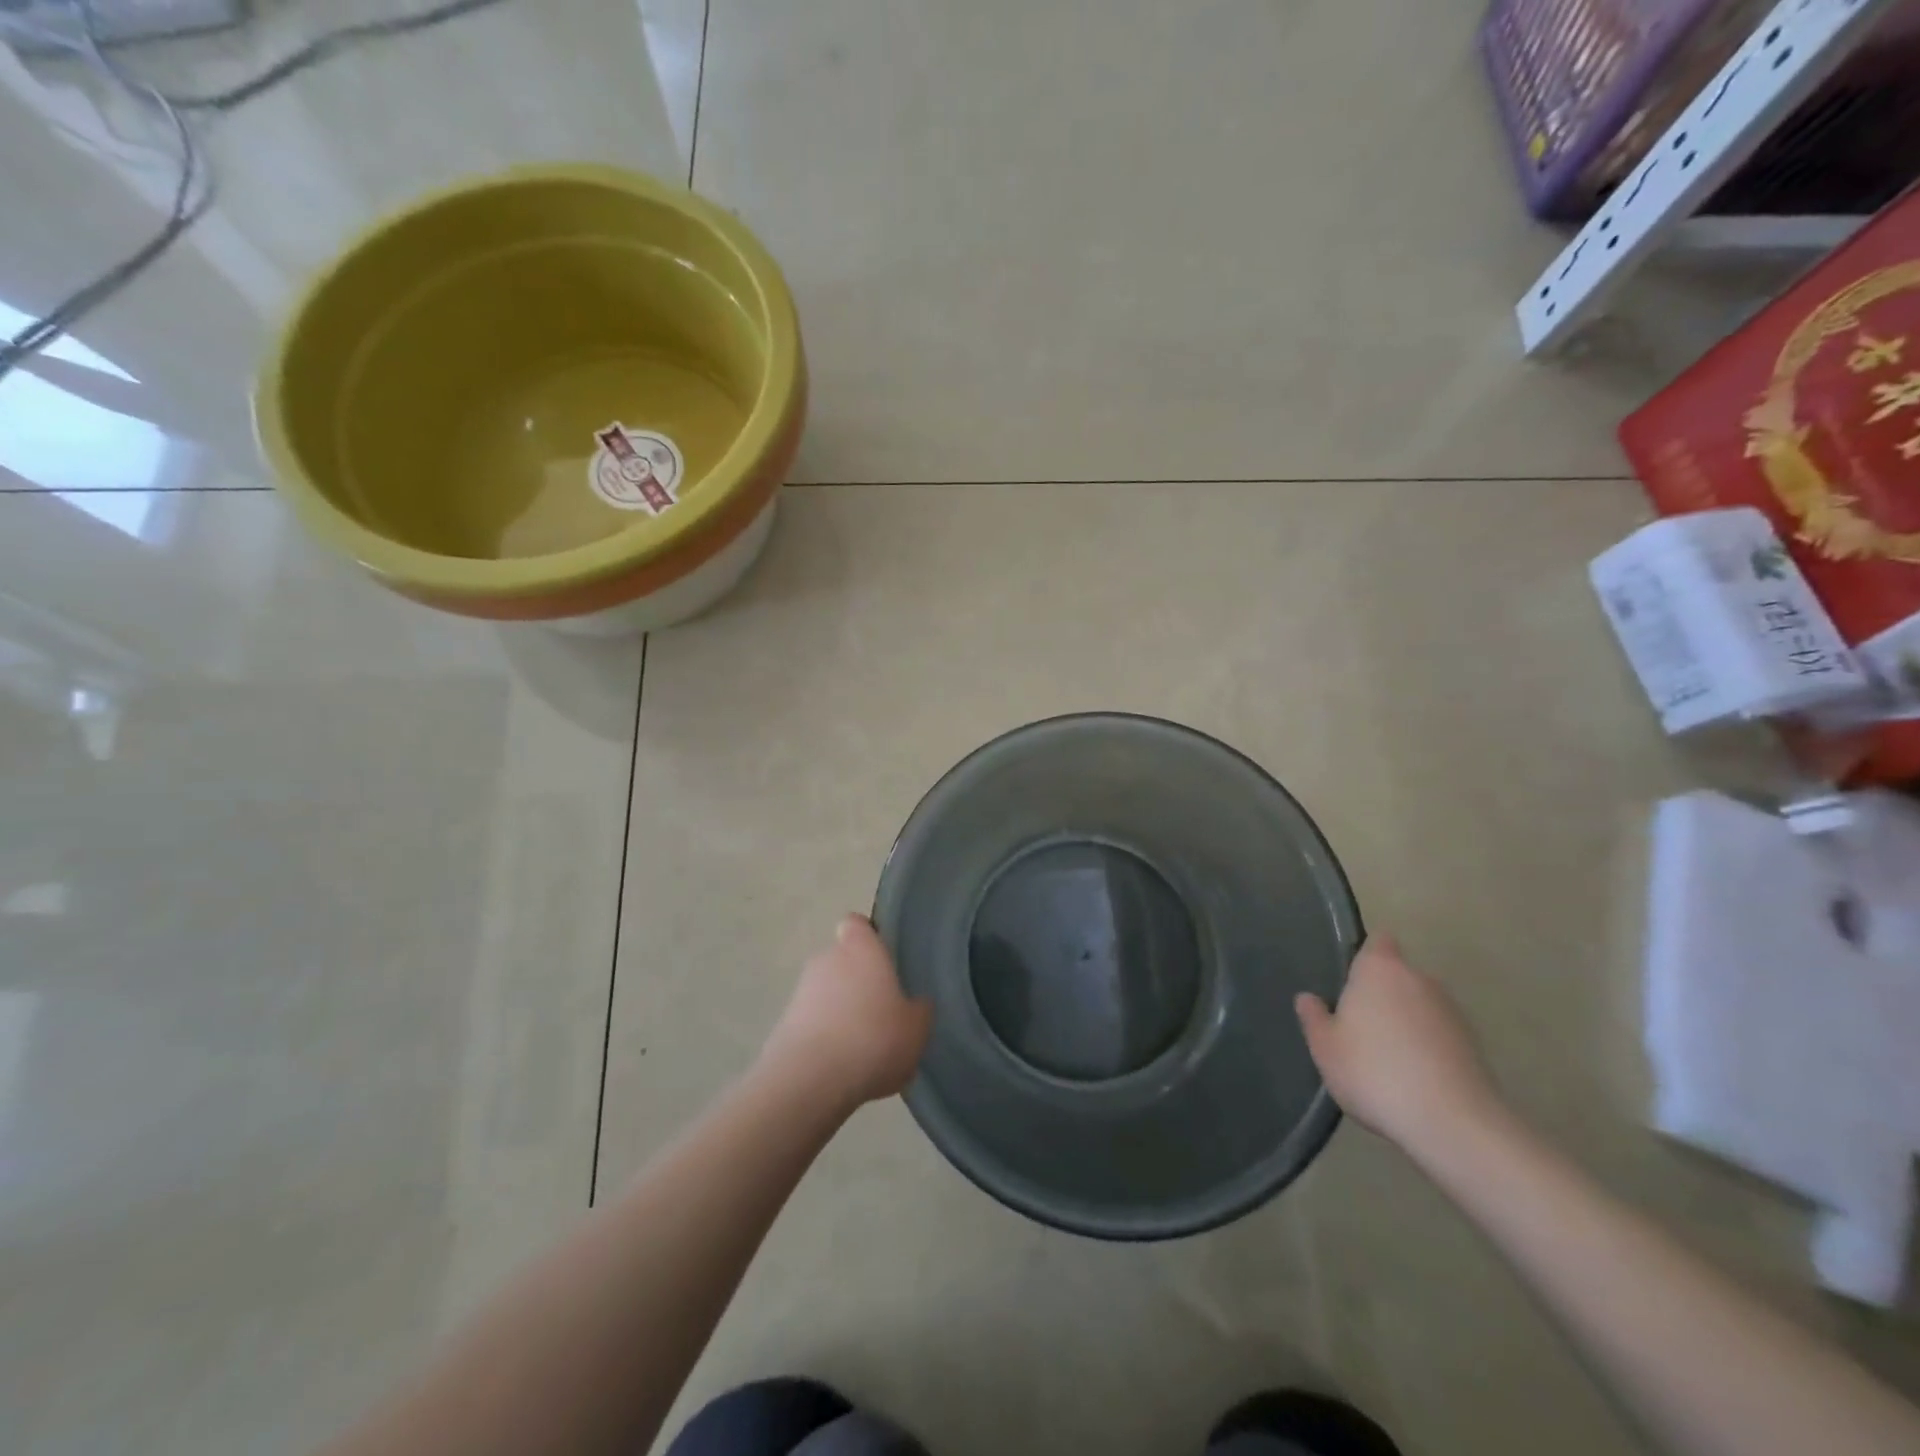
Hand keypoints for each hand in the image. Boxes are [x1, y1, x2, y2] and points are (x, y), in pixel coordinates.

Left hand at [761, 915, 932, 1106]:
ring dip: (841, 1011)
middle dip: (858, 980)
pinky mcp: (783, 1024)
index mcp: (860, 947)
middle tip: (882, 1011)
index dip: (868, 937)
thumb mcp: (916, 1028)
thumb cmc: (873, 1039)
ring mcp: (801, 991)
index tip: (883, 959)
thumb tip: (915, 1004)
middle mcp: (827, 959)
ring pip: (827, 993)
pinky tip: (843, 1067)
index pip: (857, 924)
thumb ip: (918, 1009)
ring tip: (864, 1047)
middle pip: (842, 960)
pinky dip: (826, 1038)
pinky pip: (813, 1023)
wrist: (809, 1081)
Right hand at [1295, 934, 1502, 1157]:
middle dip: (1382, 996)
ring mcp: (1452, 1012)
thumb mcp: (1325, 1047)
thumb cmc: (1374, 1072)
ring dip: (1406, 1024)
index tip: (1350, 982)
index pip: (1378, 941)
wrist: (1453, 1123)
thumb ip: (1314, 1018)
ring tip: (1387, 1061)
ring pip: (1420, 1007)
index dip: (1364, 956)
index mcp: (1380, 969)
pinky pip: (1440, 1036)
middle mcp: (1420, 980)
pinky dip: (1428, 1049)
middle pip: (1398, 976)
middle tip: (1359, 1028)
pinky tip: (1413, 1080)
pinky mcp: (1475, 1046)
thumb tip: (1308, 998)